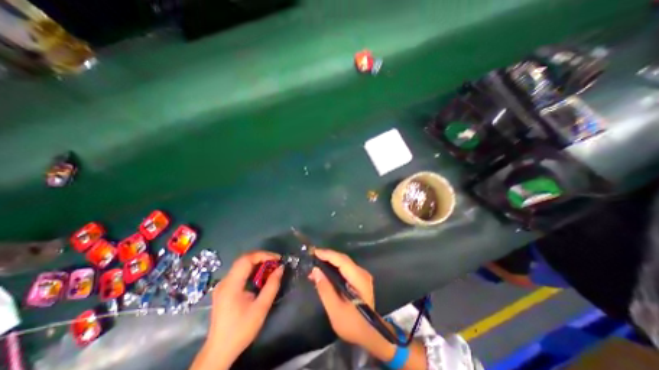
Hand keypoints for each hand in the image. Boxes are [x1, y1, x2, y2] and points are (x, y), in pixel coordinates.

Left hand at [204, 251, 280, 365]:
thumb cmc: (241, 329)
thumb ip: (272, 286)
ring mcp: (222, 285)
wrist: (219, 351)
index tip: (277, 259)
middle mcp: (224, 281)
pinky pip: (239, 272)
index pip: (246, 259)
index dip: (263, 255)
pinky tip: (260, 276)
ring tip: (271, 267)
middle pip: (244, 259)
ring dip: (257, 263)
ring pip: (241, 264)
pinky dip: (251, 269)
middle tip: (276, 262)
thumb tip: (281, 268)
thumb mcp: (261, 308)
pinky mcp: (224, 289)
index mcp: (231, 285)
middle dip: (261, 257)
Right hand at [308, 249, 392, 358]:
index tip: (314, 252)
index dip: (328, 255)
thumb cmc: (352, 325)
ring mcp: (362, 275)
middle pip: (343, 259)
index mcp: (359, 279)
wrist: (370, 335)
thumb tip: (315, 270)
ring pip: (343, 262)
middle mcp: (362, 273)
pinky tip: (324, 273)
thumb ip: (325, 289)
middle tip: (312, 259)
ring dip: (329, 262)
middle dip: (327, 257)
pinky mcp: (359, 278)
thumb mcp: (335, 310)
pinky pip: (345, 268)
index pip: (342, 260)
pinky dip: (334, 268)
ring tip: (315, 267)